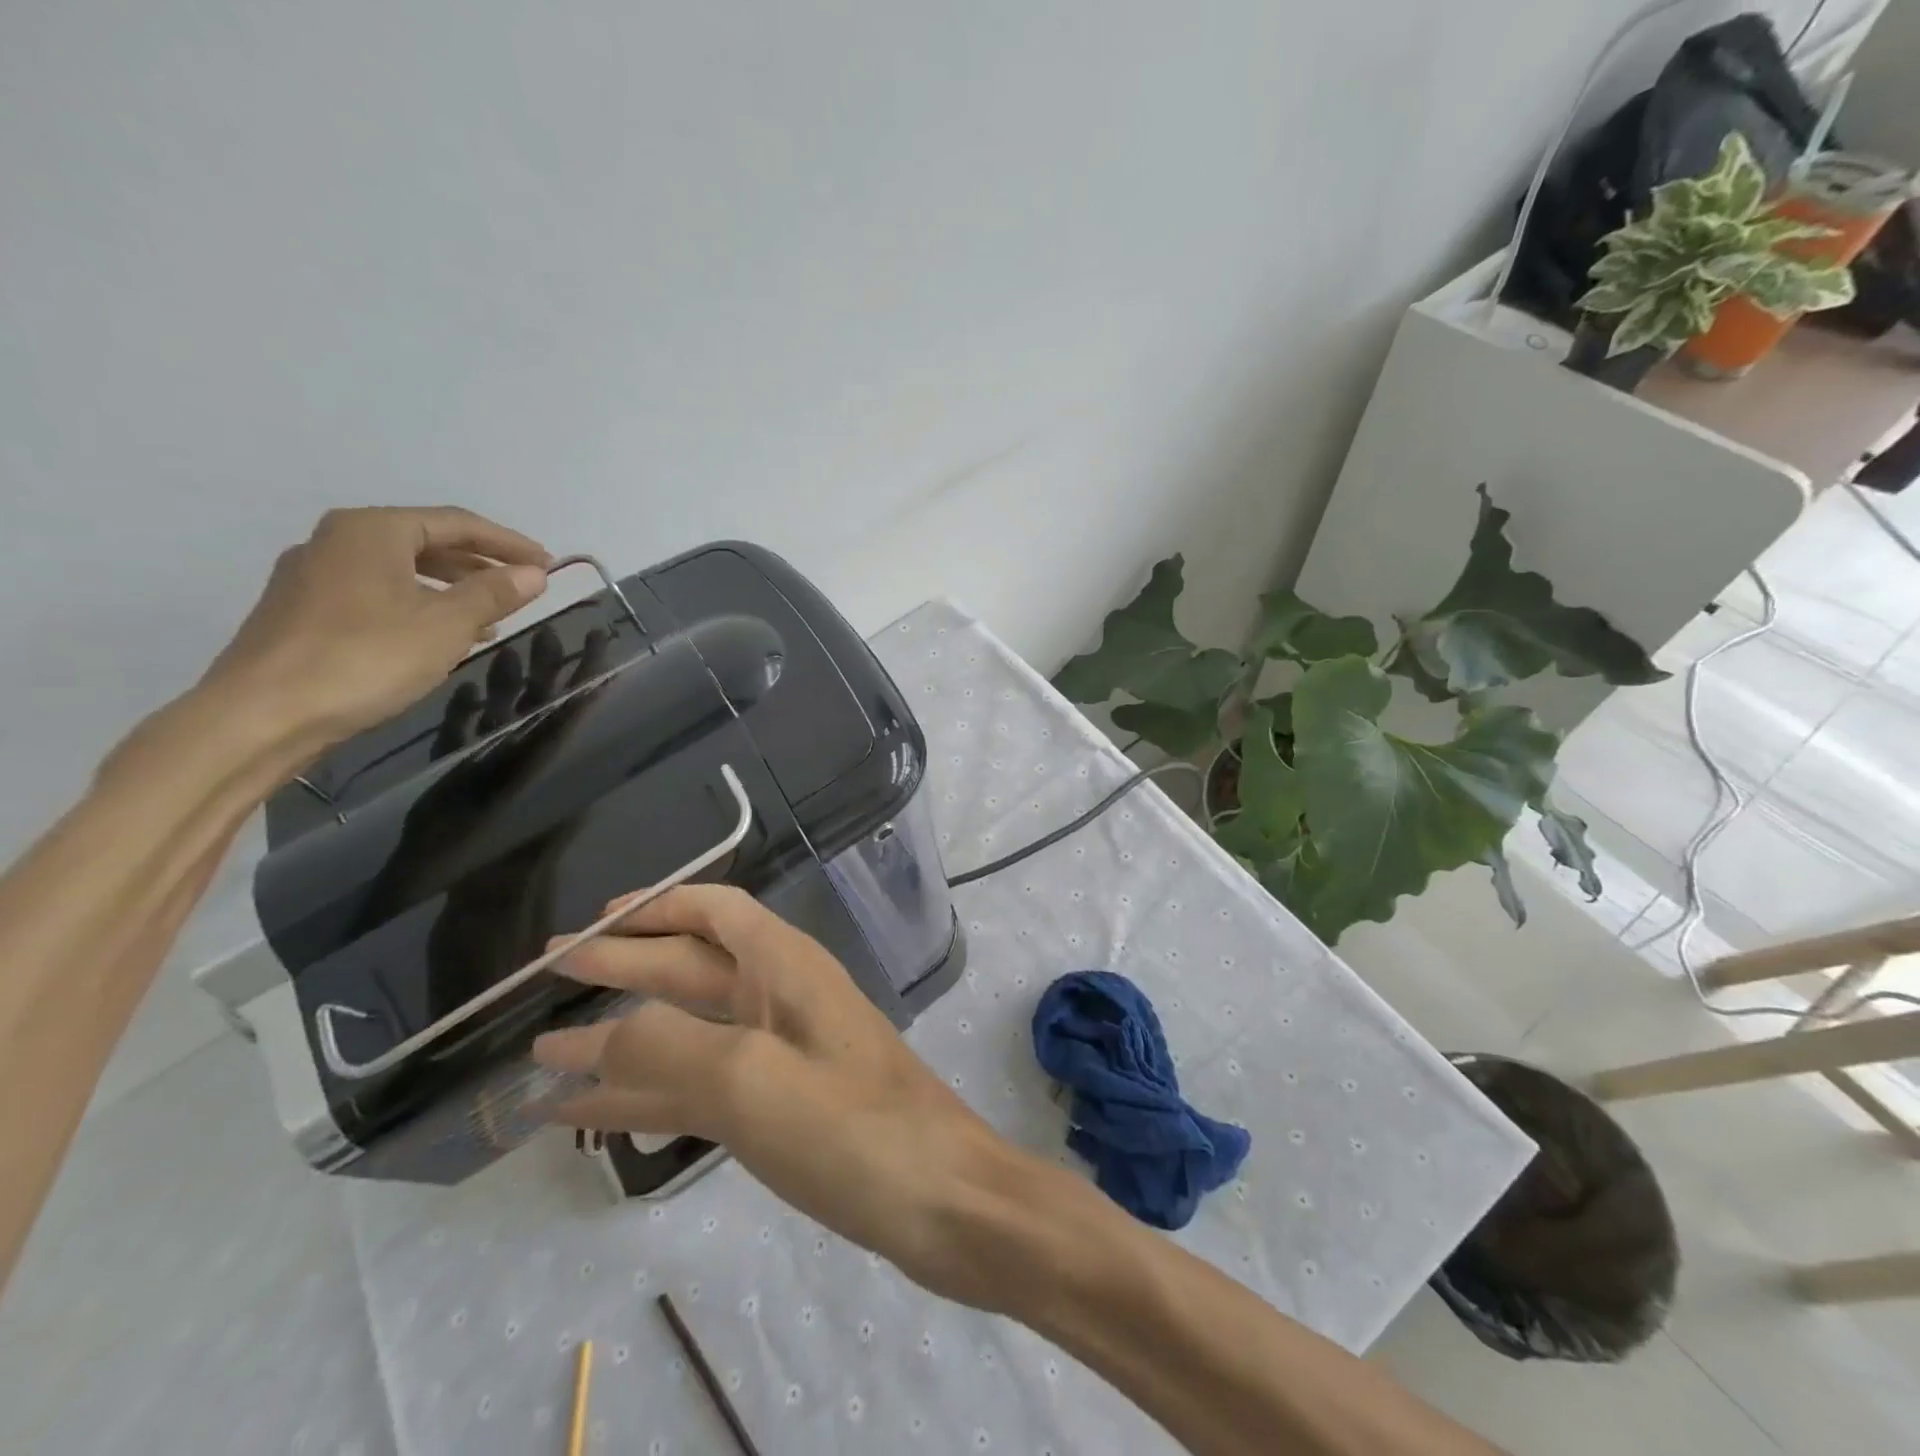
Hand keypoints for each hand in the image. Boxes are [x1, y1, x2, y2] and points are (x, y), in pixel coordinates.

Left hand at [201, 506, 552, 744]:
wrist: (264, 713)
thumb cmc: (366, 657)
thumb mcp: (447, 624)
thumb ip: (494, 594)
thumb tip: (535, 573)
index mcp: (372, 530)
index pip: (457, 523)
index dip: (508, 542)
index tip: (548, 563)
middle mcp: (337, 541)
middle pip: (426, 542)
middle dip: (480, 564)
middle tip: (524, 587)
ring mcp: (314, 576)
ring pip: (401, 571)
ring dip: (452, 589)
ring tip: (492, 617)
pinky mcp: (304, 612)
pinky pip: (378, 594)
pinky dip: (419, 606)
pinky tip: (440, 637)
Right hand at [531, 885, 1019, 1306]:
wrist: (942, 1199)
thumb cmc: (852, 1127)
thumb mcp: (752, 1079)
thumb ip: (669, 1046)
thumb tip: (599, 1032)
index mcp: (783, 966)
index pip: (713, 910)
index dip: (653, 907)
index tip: (591, 924)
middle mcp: (780, 996)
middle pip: (689, 965)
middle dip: (622, 965)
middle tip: (547, 972)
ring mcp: (781, 1052)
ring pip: (688, 1030)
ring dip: (622, 1037)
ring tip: (546, 1052)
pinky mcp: (780, 1104)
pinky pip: (700, 1085)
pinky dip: (648, 1092)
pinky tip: (597, 1113)